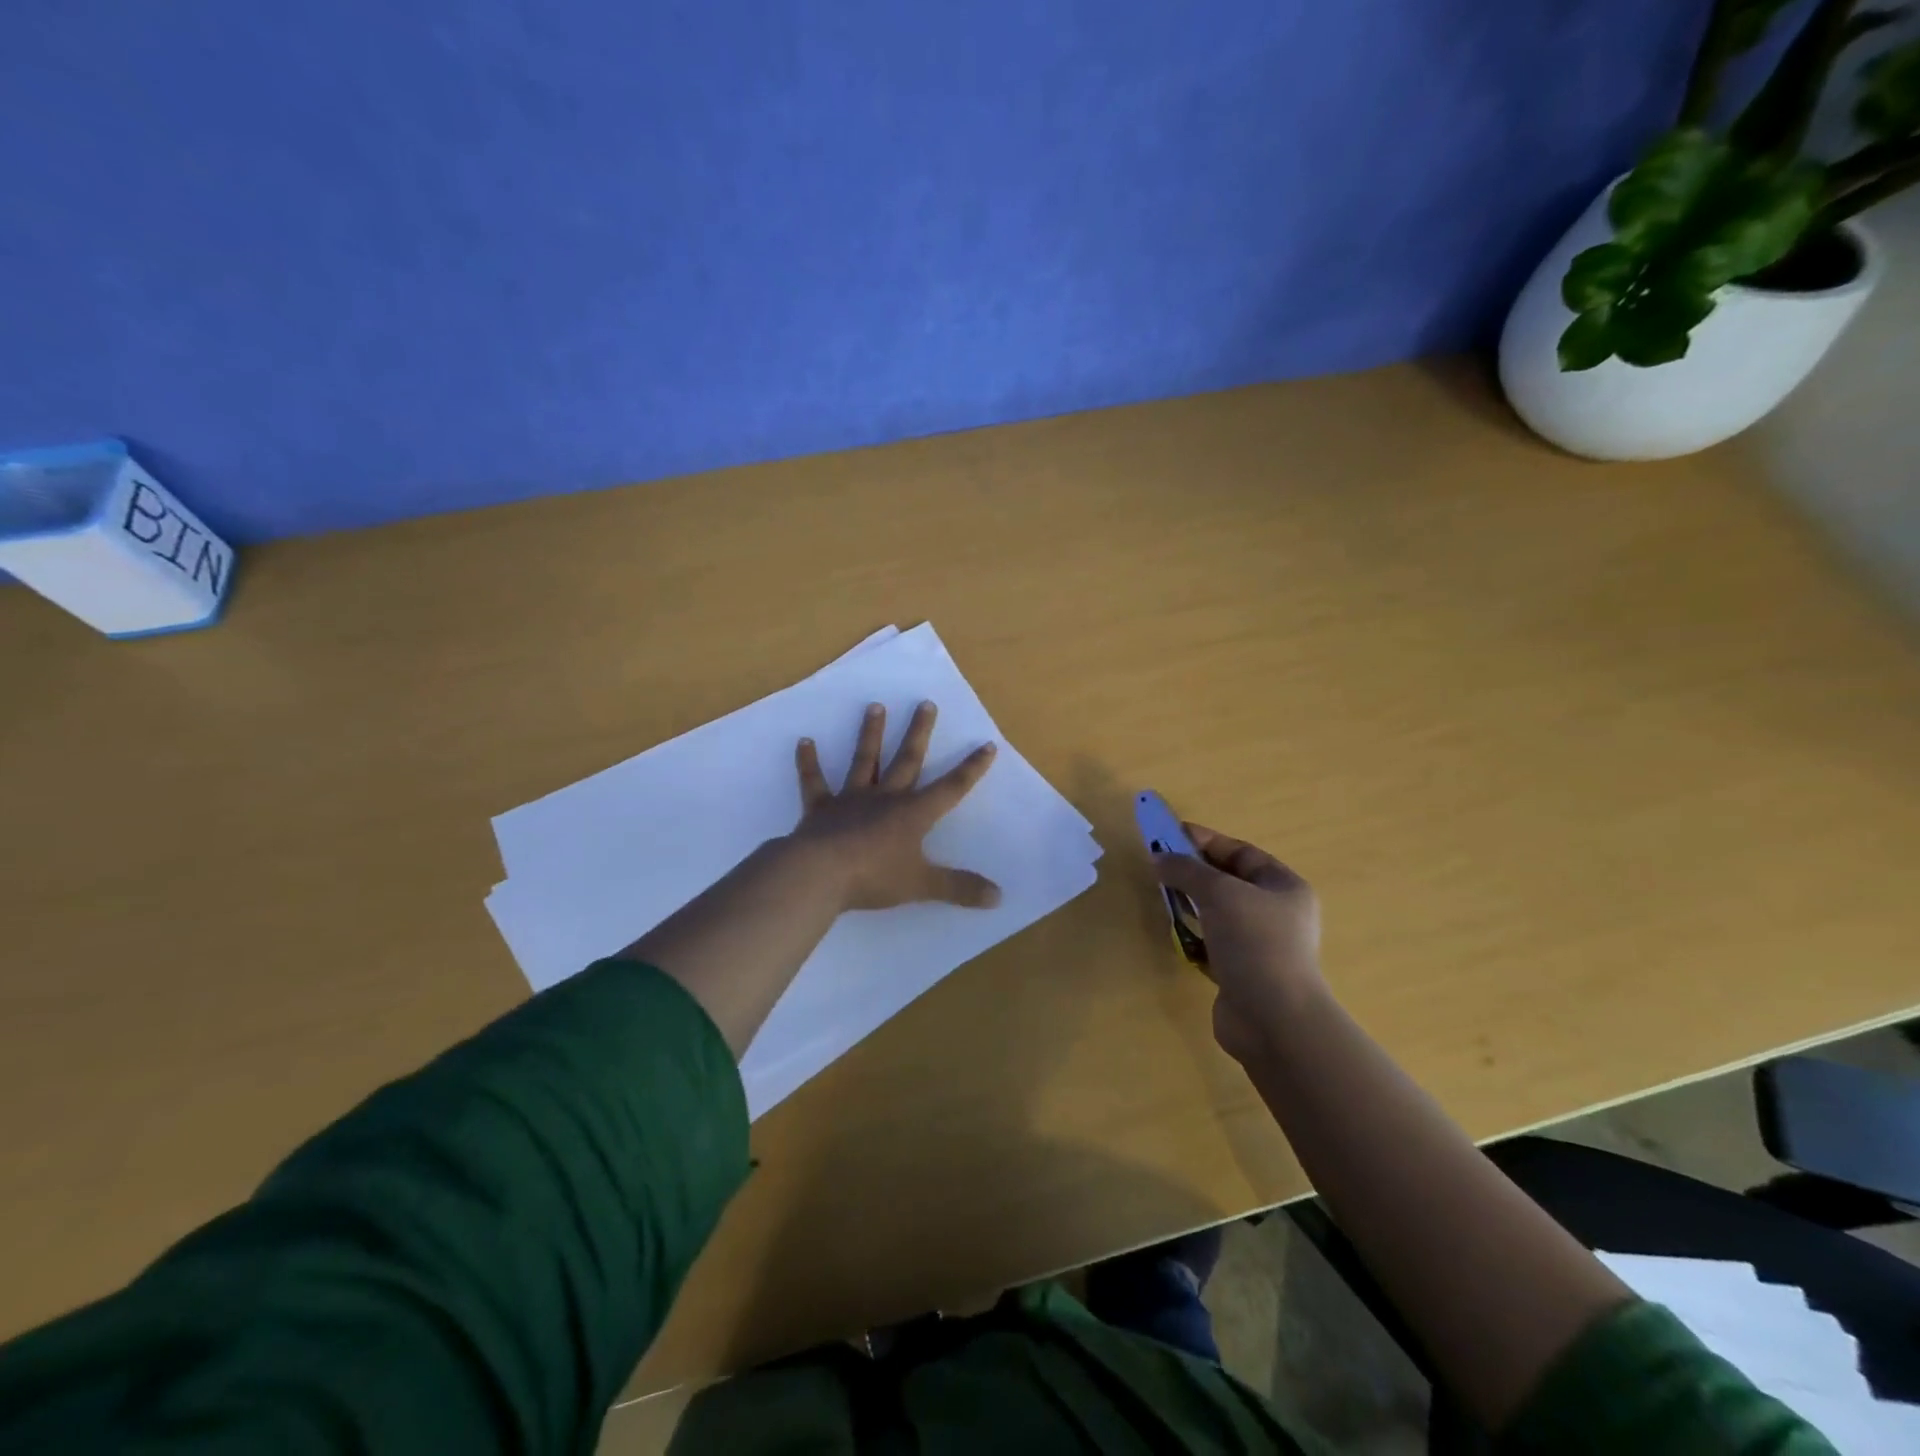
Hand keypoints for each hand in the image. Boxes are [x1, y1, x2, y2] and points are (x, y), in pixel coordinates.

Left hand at [790, 701, 1001, 911]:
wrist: (819, 874)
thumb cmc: (874, 877)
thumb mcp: (923, 885)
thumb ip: (959, 888)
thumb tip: (999, 897)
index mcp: (912, 814)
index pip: (950, 789)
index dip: (971, 769)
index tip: (987, 745)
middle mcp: (884, 798)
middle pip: (906, 760)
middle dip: (918, 733)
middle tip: (925, 703)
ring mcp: (850, 800)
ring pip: (864, 761)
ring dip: (869, 734)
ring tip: (874, 706)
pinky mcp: (819, 809)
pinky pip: (814, 782)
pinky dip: (808, 763)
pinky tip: (804, 742)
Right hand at [1153, 825, 1323, 1064]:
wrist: (1273, 1019)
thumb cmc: (1254, 943)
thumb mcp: (1219, 893)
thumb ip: (1187, 871)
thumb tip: (1158, 859)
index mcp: (1284, 887)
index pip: (1241, 852)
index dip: (1205, 841)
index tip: (1169, 835)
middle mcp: (1277, 913)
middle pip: (1229, 881)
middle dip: (1194, 872)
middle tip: (1160, 865)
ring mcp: (1260, 945)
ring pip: (1218, 912)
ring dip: (1191, 903)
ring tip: (1163, 896)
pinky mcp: (1242, 971)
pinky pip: (1212, 941)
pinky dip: (1193, 934)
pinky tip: (1175, 933)